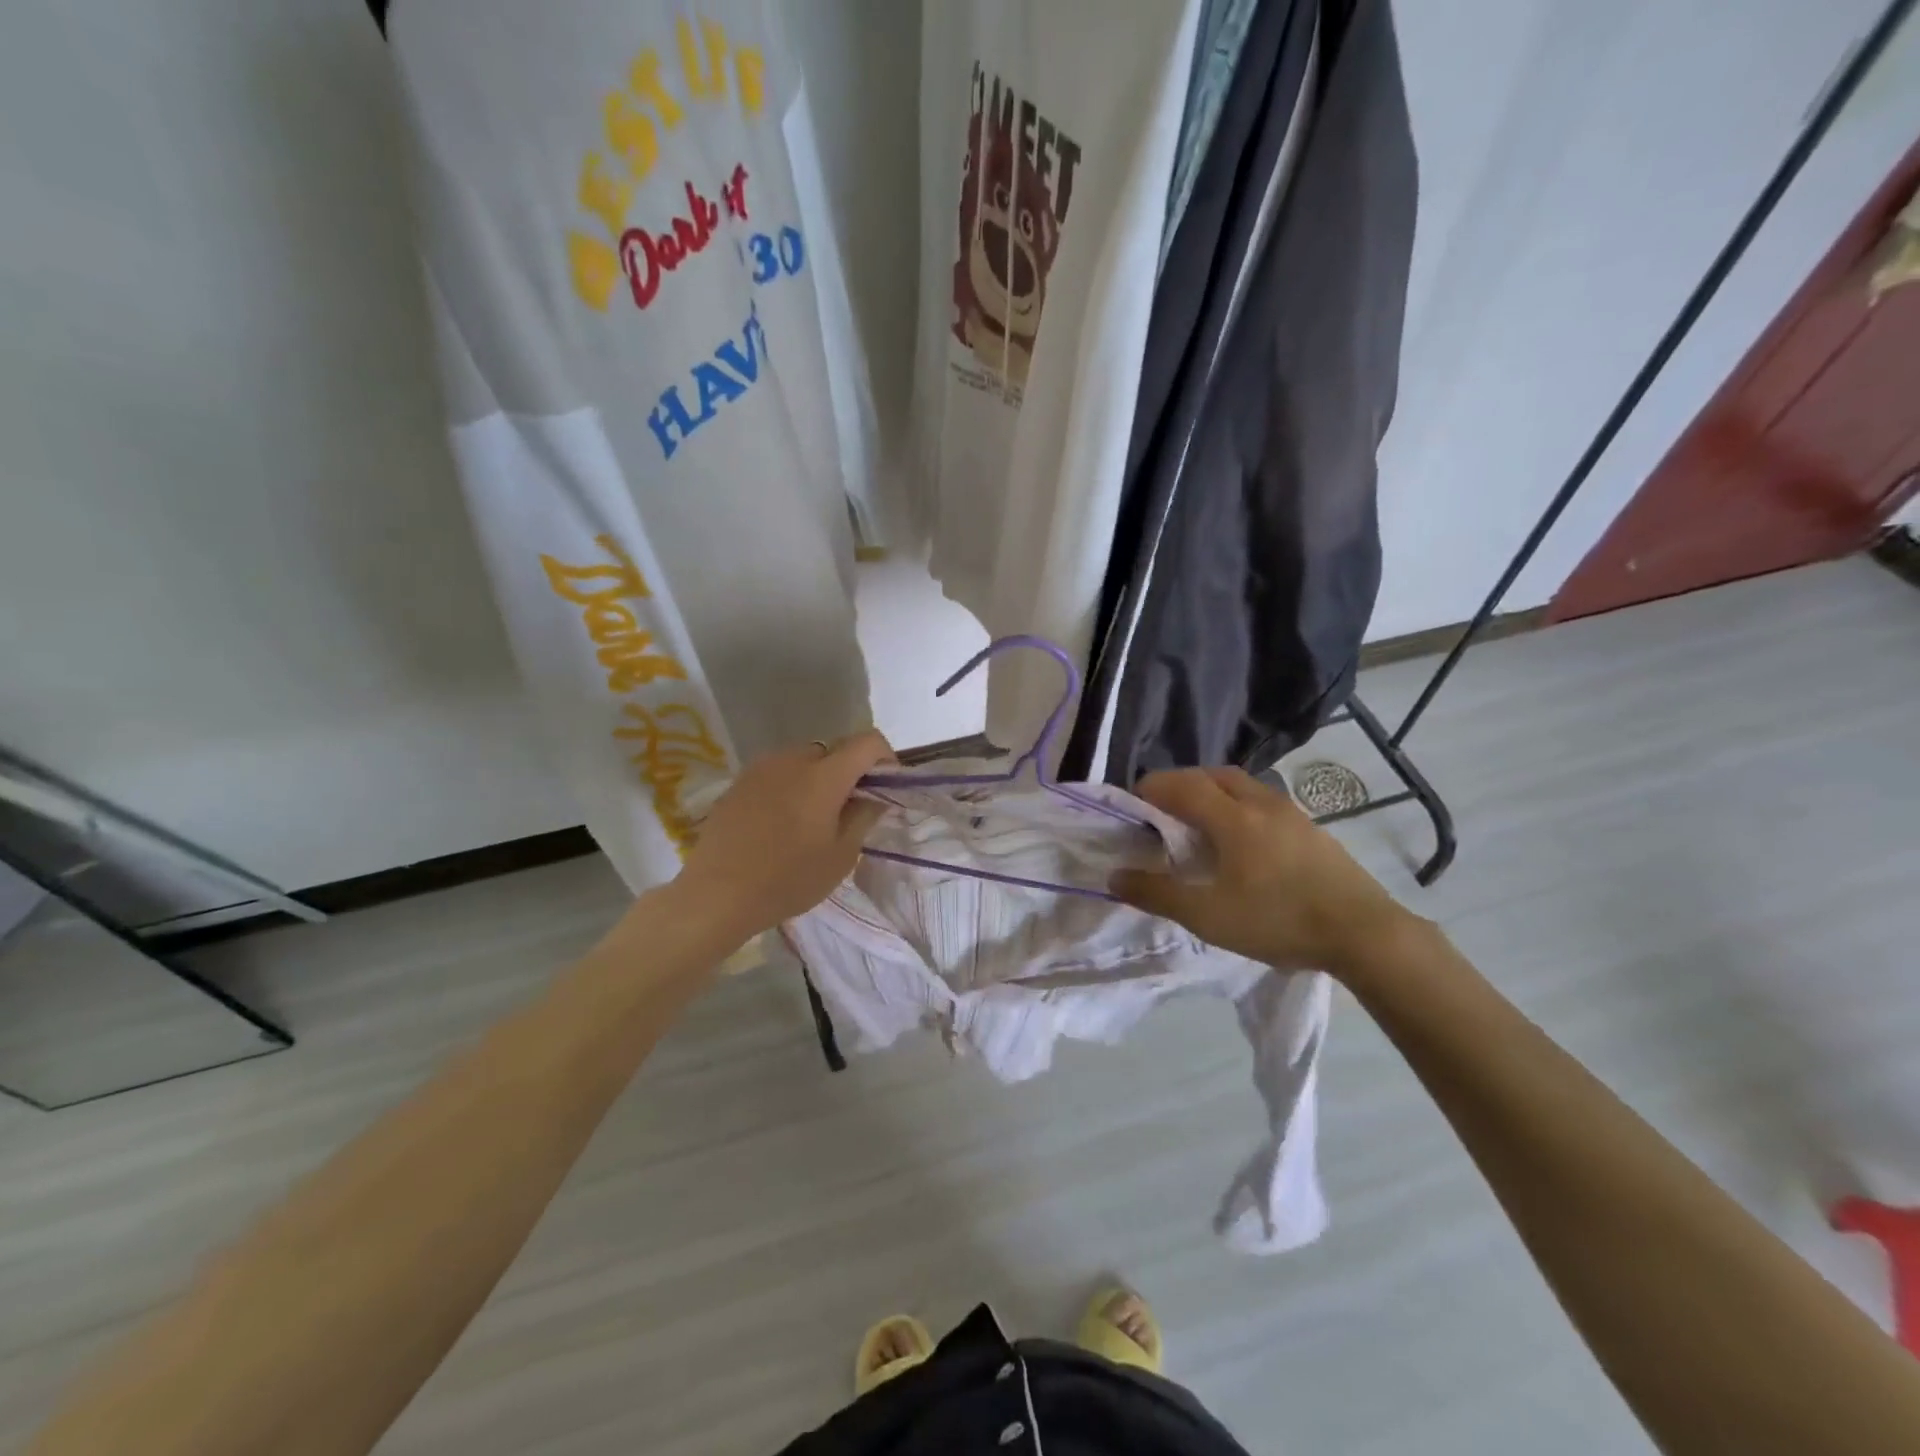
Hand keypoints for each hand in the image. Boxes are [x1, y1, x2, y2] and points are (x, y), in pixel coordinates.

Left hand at [672, 731, 893, 937]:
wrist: (716, 894)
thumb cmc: (787, 879)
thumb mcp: (840, 856)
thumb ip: (863, 816)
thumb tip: (874, 795)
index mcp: (824, 775)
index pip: (867, 742)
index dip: (885, 758)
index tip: (885, 787)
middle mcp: (793, 759)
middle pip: (834, 750)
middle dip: (849, 772)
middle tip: (848, 810)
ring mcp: (761, 767)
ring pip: (804, 760)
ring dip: (818, 779)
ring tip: (812, 818)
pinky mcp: (740, 781)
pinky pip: (778, 773)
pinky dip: (791, 787)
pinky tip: (781, 823)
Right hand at [1111, 766, 1416, 976]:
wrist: (1364, 933)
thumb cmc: (1278, 920)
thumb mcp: (1208, 916)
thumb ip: (1158, 894)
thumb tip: (1114, 875)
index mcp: (1232, 817)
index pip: (1182, 784)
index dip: (1152, 787)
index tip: (1132, 802)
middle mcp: (1261, 804)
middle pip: (1213, 775)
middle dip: (1182, 783)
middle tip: (1163, 809)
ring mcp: (1292, 814)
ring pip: (1243, 786)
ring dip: (1214, 792)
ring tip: (1200, 823)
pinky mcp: (1312, 831)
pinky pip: (1264, 803)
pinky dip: (1240, 807)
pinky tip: (1243, 842)